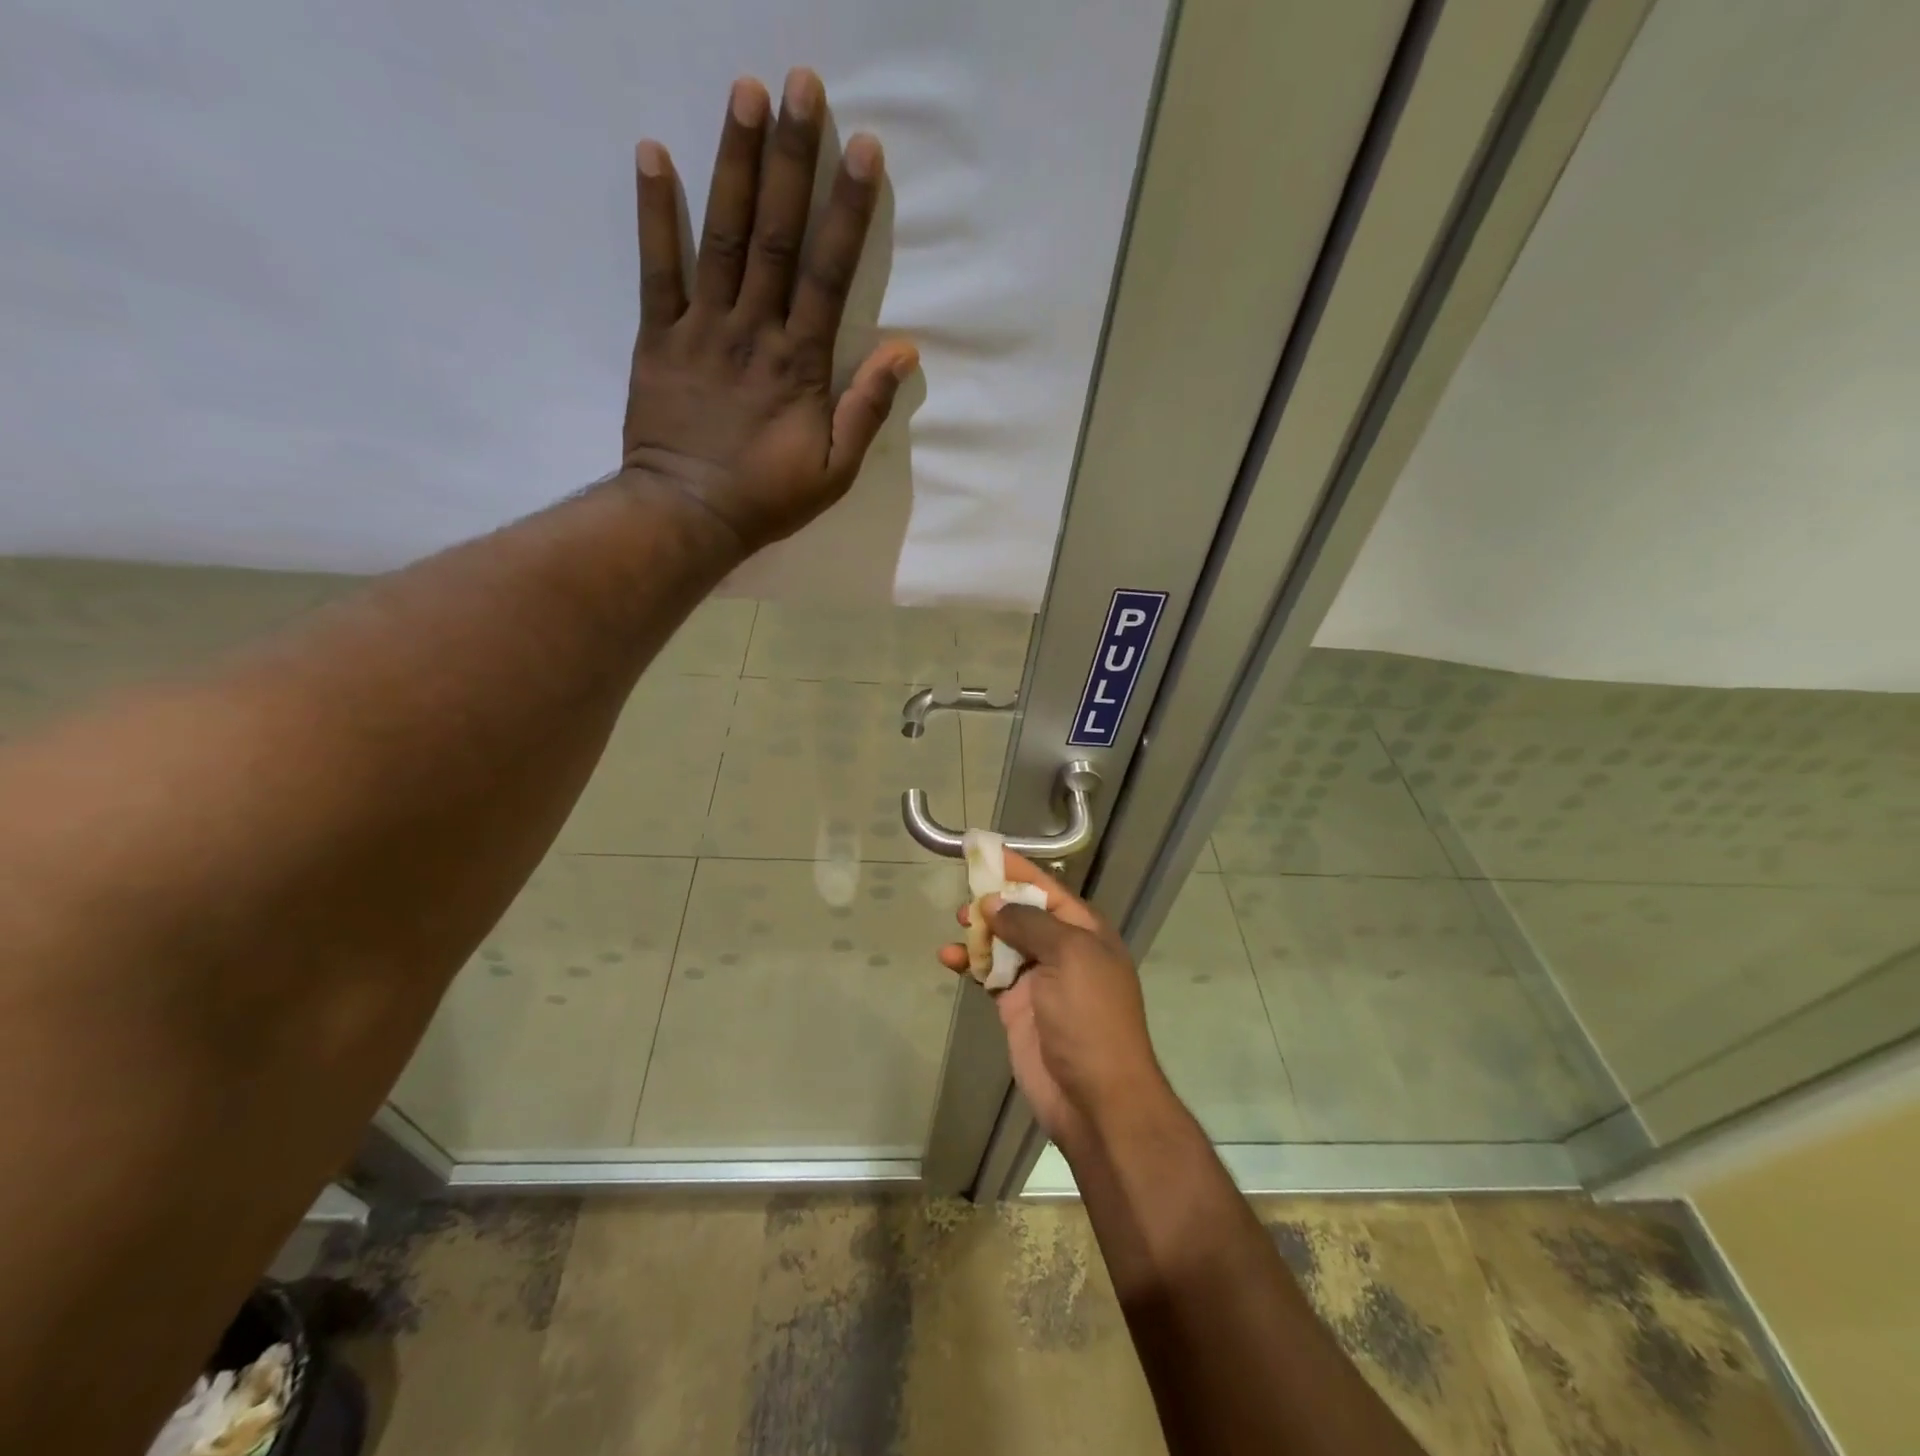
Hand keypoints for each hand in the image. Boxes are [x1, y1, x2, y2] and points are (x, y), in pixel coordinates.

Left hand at [622, 69, 917, 553]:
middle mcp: (754, 331)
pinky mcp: (659, 337)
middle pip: (775, 236)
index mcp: (800, 364)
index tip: (862, 150)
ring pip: (721, 236)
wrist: (689, 515)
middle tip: (800, 84)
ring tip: (744, 92)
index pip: (828, 274)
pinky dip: (653, 211)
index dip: (847, 211)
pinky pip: (656, 268)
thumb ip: (866, 408)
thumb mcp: (836, 469)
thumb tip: (903, 351)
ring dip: (733, 162)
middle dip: (791, 159)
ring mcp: (702, 329)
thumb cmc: (768, 496)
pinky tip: (652, 151)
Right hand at [940, 853, 1171, 1152]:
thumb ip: (1029, 923)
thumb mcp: (1069, 956)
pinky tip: (948, 958)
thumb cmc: (1089, 1016)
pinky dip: (969, 963)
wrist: (1096, 1097)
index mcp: (1084, 931)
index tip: (983, 850)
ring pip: (1002, 942)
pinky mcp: (1016, 1007)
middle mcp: (1062, 950)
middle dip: (993, 900)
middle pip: (1022, 912)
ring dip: (978, 931)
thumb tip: (993, 902)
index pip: (1046, 888)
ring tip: (957, 923)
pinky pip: (989, 974)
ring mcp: (1038, 980)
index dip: (1016, 868)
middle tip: (965, 895)